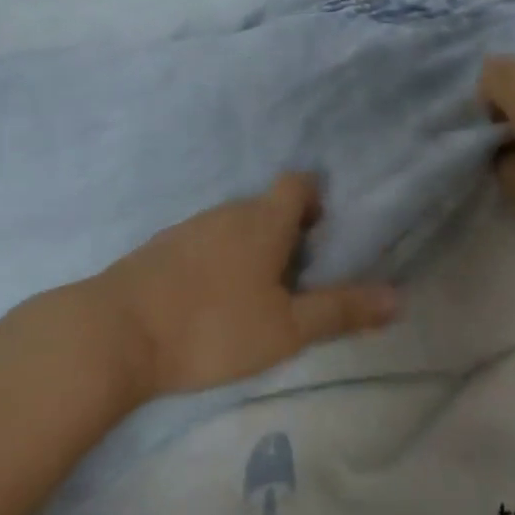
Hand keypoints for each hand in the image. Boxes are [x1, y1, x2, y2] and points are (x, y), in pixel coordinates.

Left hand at [92, 173, 400, 400]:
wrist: (116, 332)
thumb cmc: (213, 326)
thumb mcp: (286, 329)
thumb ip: (340, 311)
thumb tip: (398, 297)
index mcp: (262, 219)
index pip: (297, 183)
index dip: (315, 200)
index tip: (320, 236)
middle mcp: (227, 211)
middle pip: (267, 207)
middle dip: (287, 234)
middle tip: (295, 282)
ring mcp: (190, 226)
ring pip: (234, 226)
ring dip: (251, 250)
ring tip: (255, 297)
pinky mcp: (160, 248)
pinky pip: (204, 242)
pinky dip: (218, 261)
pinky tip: (210, 303)